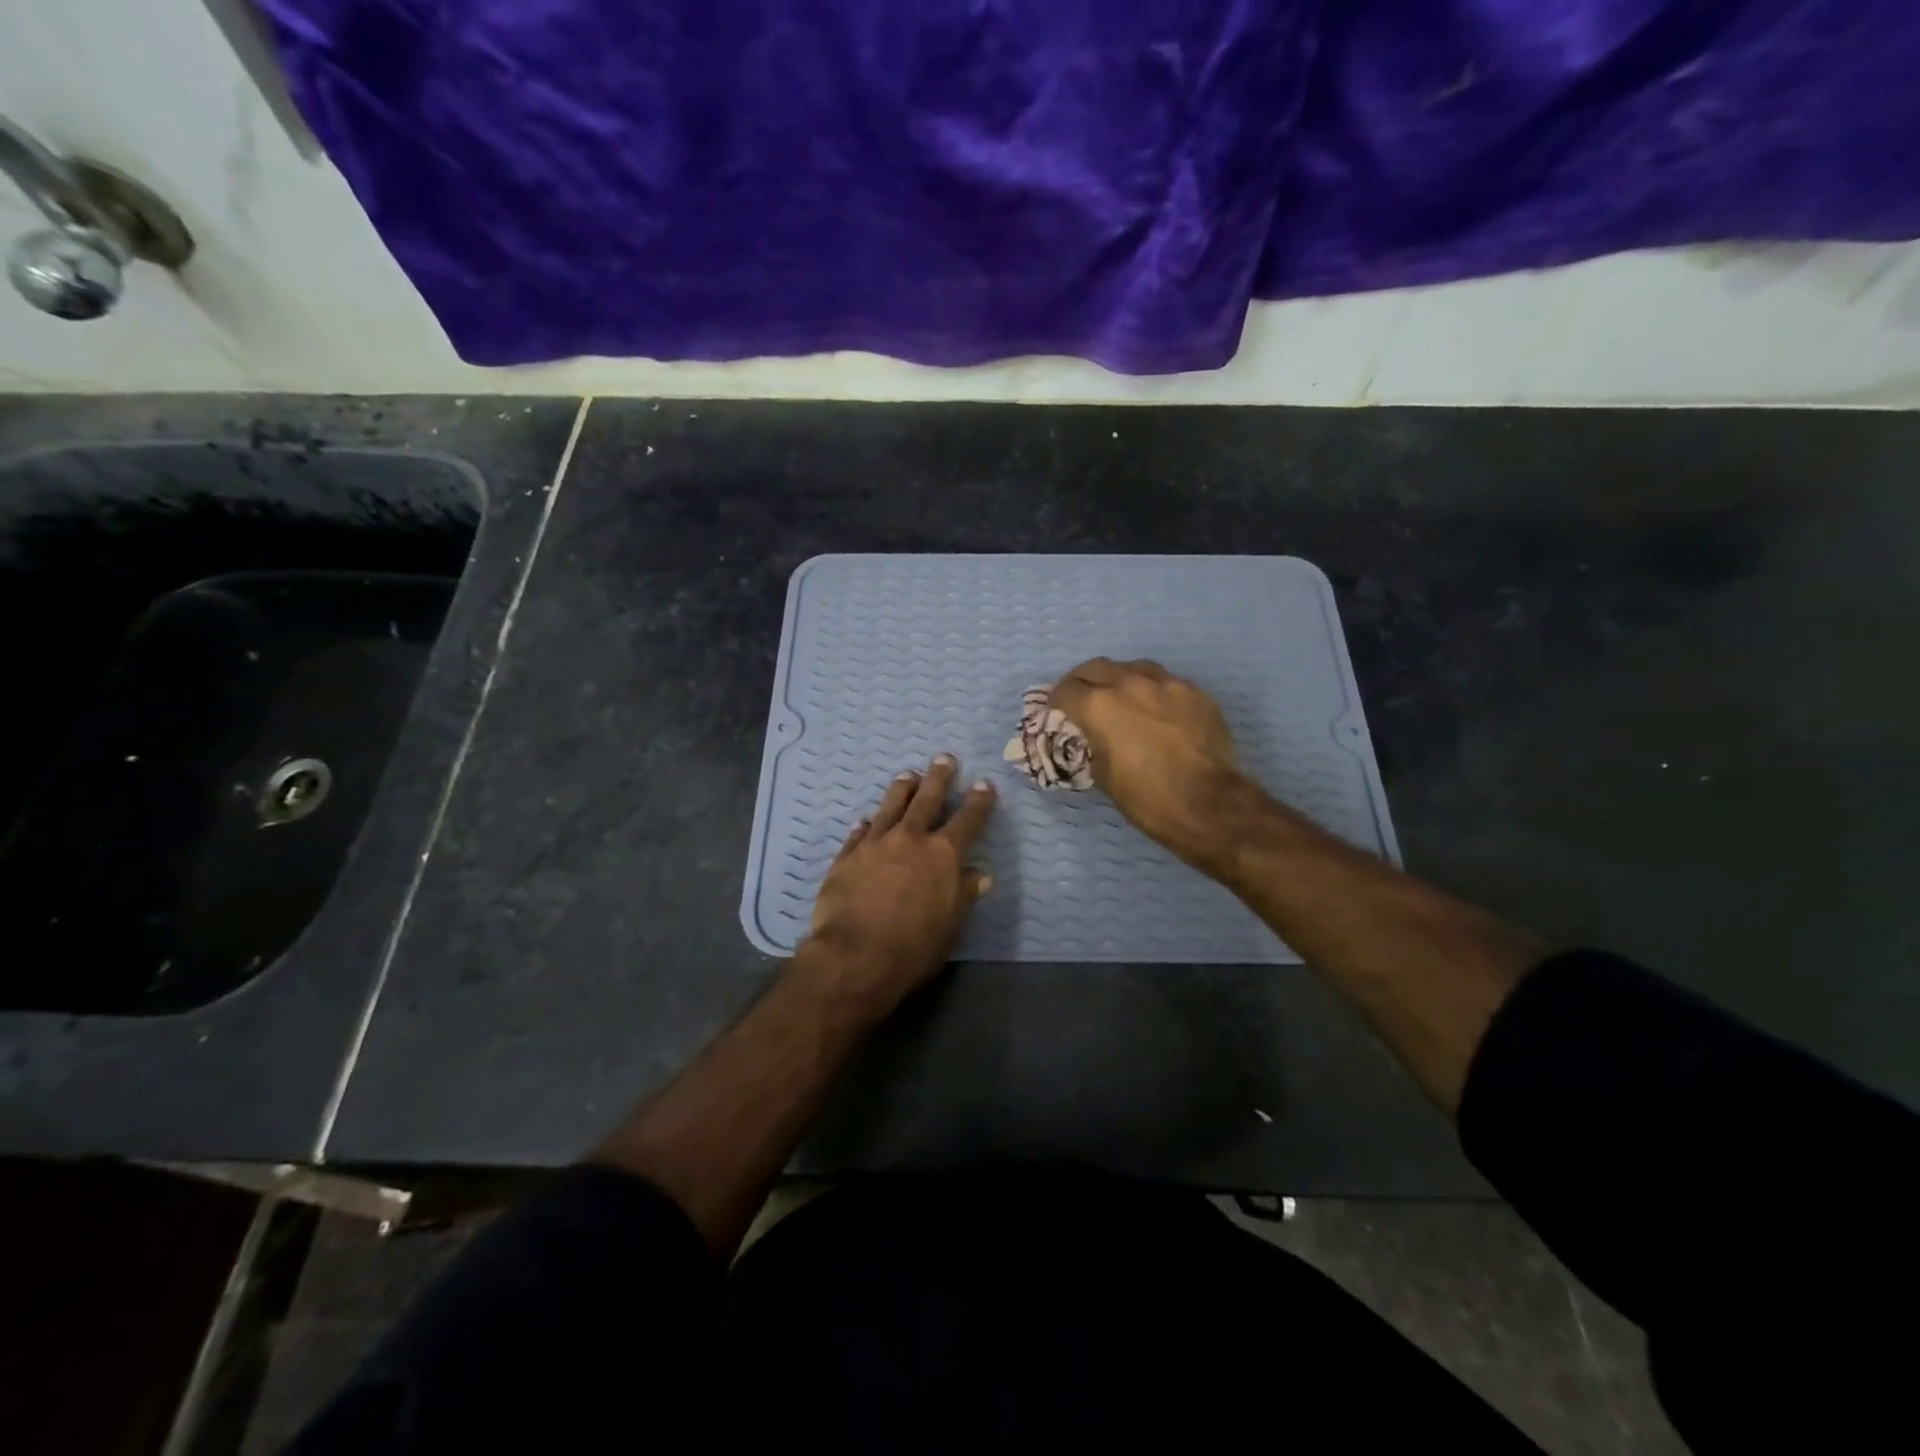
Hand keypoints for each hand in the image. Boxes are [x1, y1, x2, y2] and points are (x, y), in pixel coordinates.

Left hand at [802, 755, 995, 1011]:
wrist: (855, 954)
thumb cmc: (914, 946)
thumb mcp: (950, 925)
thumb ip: (964, 895)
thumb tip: (981, 875)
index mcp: (943, 855)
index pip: (967, 820)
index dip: (978, 802)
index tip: (984, 784)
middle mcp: (910, 839)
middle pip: (927, 800)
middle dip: (939, 778)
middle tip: (944, 758)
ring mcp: (875, 844)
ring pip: (890, 806)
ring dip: (901, 789)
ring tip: (907, 775)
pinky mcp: (847, 856)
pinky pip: (859, 833)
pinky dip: (867, 824)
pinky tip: (866, 819)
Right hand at [1049, 658, 1247, 867]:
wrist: (1210, 805)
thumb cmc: (1148, 798)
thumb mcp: (1104, 776)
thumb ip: (1092, 745)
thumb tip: (1092, 738)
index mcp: (1100, 706)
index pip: (1065, 691)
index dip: (1055, 702)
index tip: (1056, 712)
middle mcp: (1130, 684)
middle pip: (1095, 668)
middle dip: (1082, 681)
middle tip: (1081, 698)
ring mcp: (1167, 684)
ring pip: (1133, 668)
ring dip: (1119, 679)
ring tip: (1120, 697)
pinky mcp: (1195, 693)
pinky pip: (1166, 682)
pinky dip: (1153, 691)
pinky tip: (1157, 710)